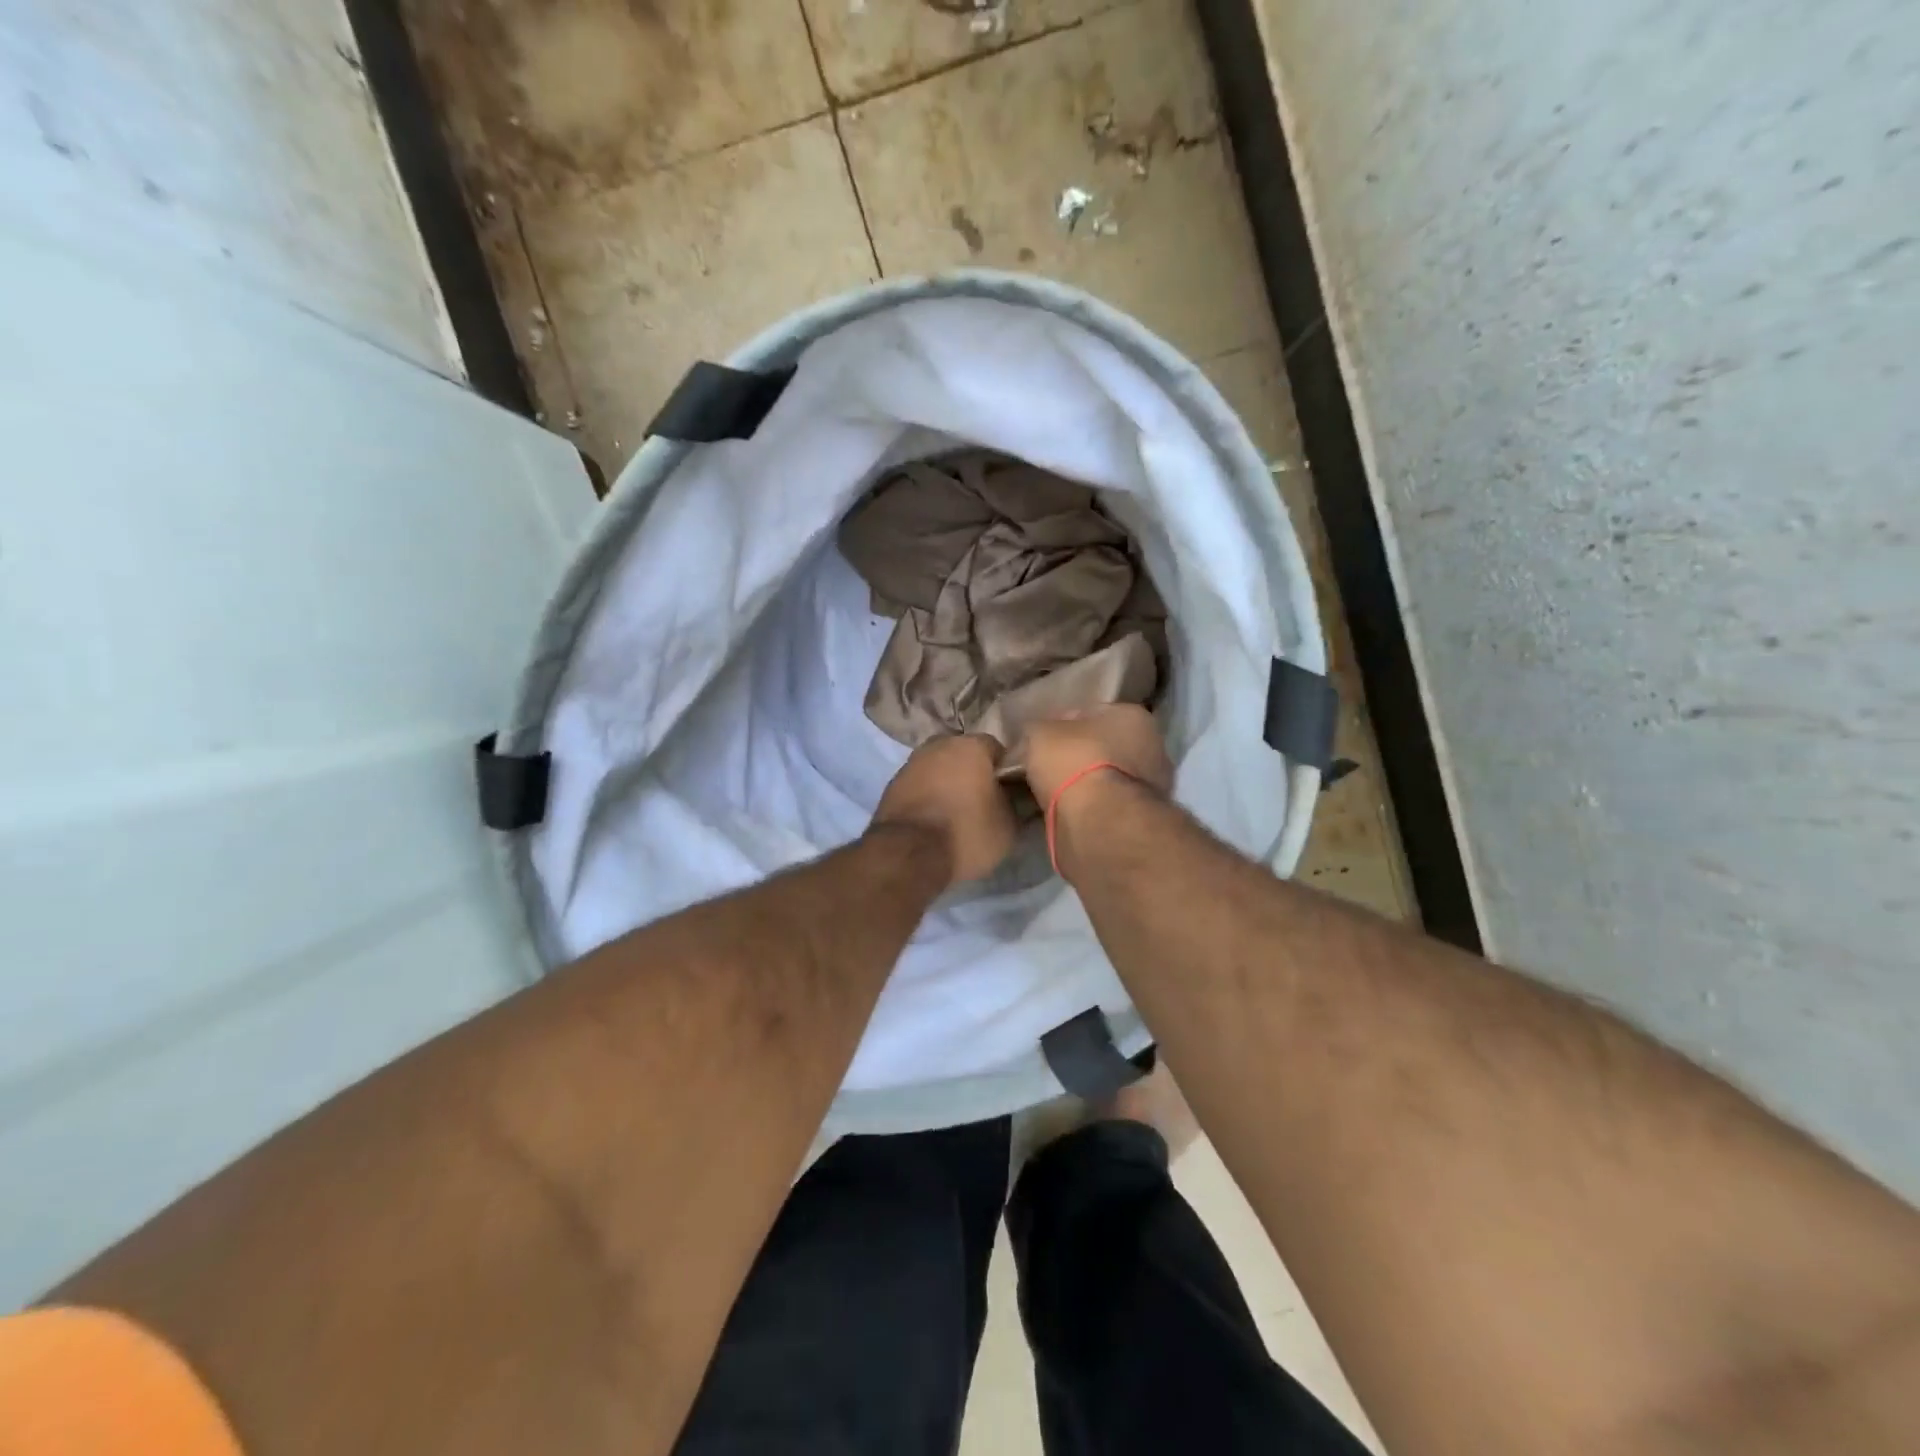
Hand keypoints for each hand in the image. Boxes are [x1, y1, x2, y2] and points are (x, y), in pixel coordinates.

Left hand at [870, 735, 1017, 885]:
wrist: (908, 854)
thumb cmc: (966, 832)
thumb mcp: (1008, 826)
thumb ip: (1016, 804)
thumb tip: (1017, 799)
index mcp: (972, 745)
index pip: (998, 750)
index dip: (1006, 771)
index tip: (1009, 792)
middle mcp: (939, 744)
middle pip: (965, 755)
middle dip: (974, 773)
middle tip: (984, 801)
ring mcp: (911, 762)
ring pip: (939, 768)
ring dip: (948, 783)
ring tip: (957, 813)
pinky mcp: (892, 784)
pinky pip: (920, 785)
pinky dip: (928, 796)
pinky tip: (934, 819)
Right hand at [1023, 704, 1173, 806]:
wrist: (1099, 820)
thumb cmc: (1074, 761)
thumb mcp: (1040, 733)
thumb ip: (1039, 729)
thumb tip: (1037, 738)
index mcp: (1132, 715)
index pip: (1090, 713)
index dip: (1061, 725)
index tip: (1041, 742)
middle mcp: (1152, 744)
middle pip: (1103, 745)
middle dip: (1078, 755)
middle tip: (1046, 768)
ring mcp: (1153, 784)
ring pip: (1107, 777)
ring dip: (1086, 784)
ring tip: (1053, 795)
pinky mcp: (1143, 816)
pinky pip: (1108, 803)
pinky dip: (1091, 807)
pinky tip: (1068, 812)